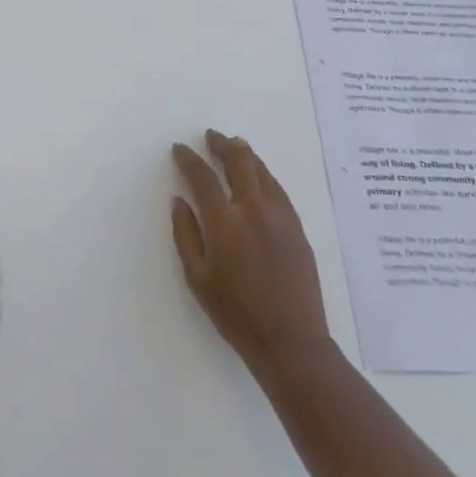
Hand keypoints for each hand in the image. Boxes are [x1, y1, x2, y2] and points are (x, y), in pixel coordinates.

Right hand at [170, 131, 330, 377]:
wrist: (290, 340)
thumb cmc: (236, 314)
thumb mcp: (198, 278)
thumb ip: (185, 234)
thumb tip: (179, 200)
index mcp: (225, 222)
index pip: (203, 177)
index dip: (189, 159)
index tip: (179, 149)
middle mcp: (254, 208)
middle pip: (239, 160)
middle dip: (222, 143)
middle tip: (211, 137)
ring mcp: (280, 214)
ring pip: (262, 169)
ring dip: (245, 153)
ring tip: (234, 146)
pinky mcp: (297, 225)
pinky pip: (277, 187)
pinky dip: (263, 173)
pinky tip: (258, 176)